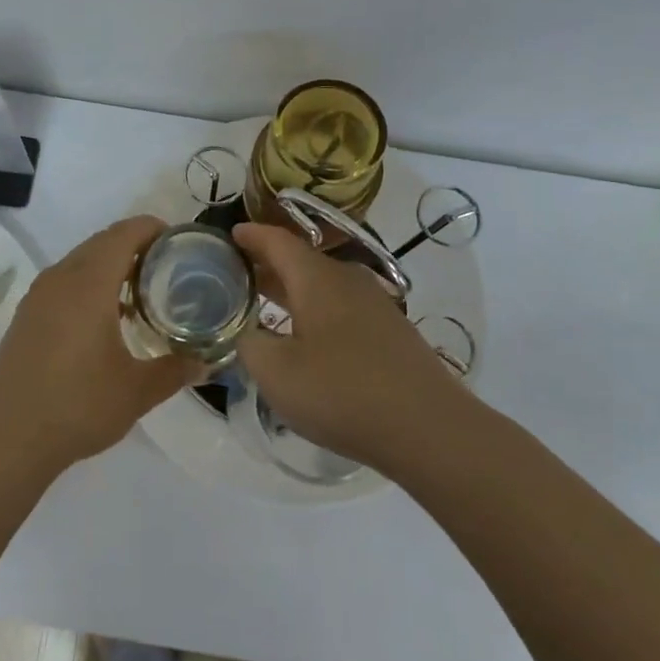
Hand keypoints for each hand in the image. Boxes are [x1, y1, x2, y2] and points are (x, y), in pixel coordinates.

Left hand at [0, 216, 200, 476]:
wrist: (9, 439)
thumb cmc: (79, 406)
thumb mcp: (138, 391)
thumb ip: (176, 370)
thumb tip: (207, 363)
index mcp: (89, 284)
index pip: (124, 234)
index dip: (152, 229)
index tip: (179, 241)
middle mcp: (60, 279)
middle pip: (102, 242)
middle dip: (135, 245)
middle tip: (167, 267)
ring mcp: (38, 296)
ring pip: (80, 260)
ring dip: (109, 264)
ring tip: (140, 293)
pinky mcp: (25, 315)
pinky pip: (63, 281)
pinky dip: (88, 282)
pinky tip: (104, 318)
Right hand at [234, 222, 471, 469]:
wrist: (427, 427)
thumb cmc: (341, 391)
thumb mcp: (275, 373)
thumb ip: (250, 344)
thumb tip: (249, 332)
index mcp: (316, 278)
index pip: (278, 242)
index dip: (252, 236)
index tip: (232, 233)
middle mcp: (347, 280)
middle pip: (302, 261)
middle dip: (269, 264)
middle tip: (239, 272)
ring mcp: (375, 304)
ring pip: (324, 285)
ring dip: (293, 289)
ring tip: (267, 301)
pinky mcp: (391, 331)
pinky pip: (342, 306)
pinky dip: (316, 309)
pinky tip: (308, 336)